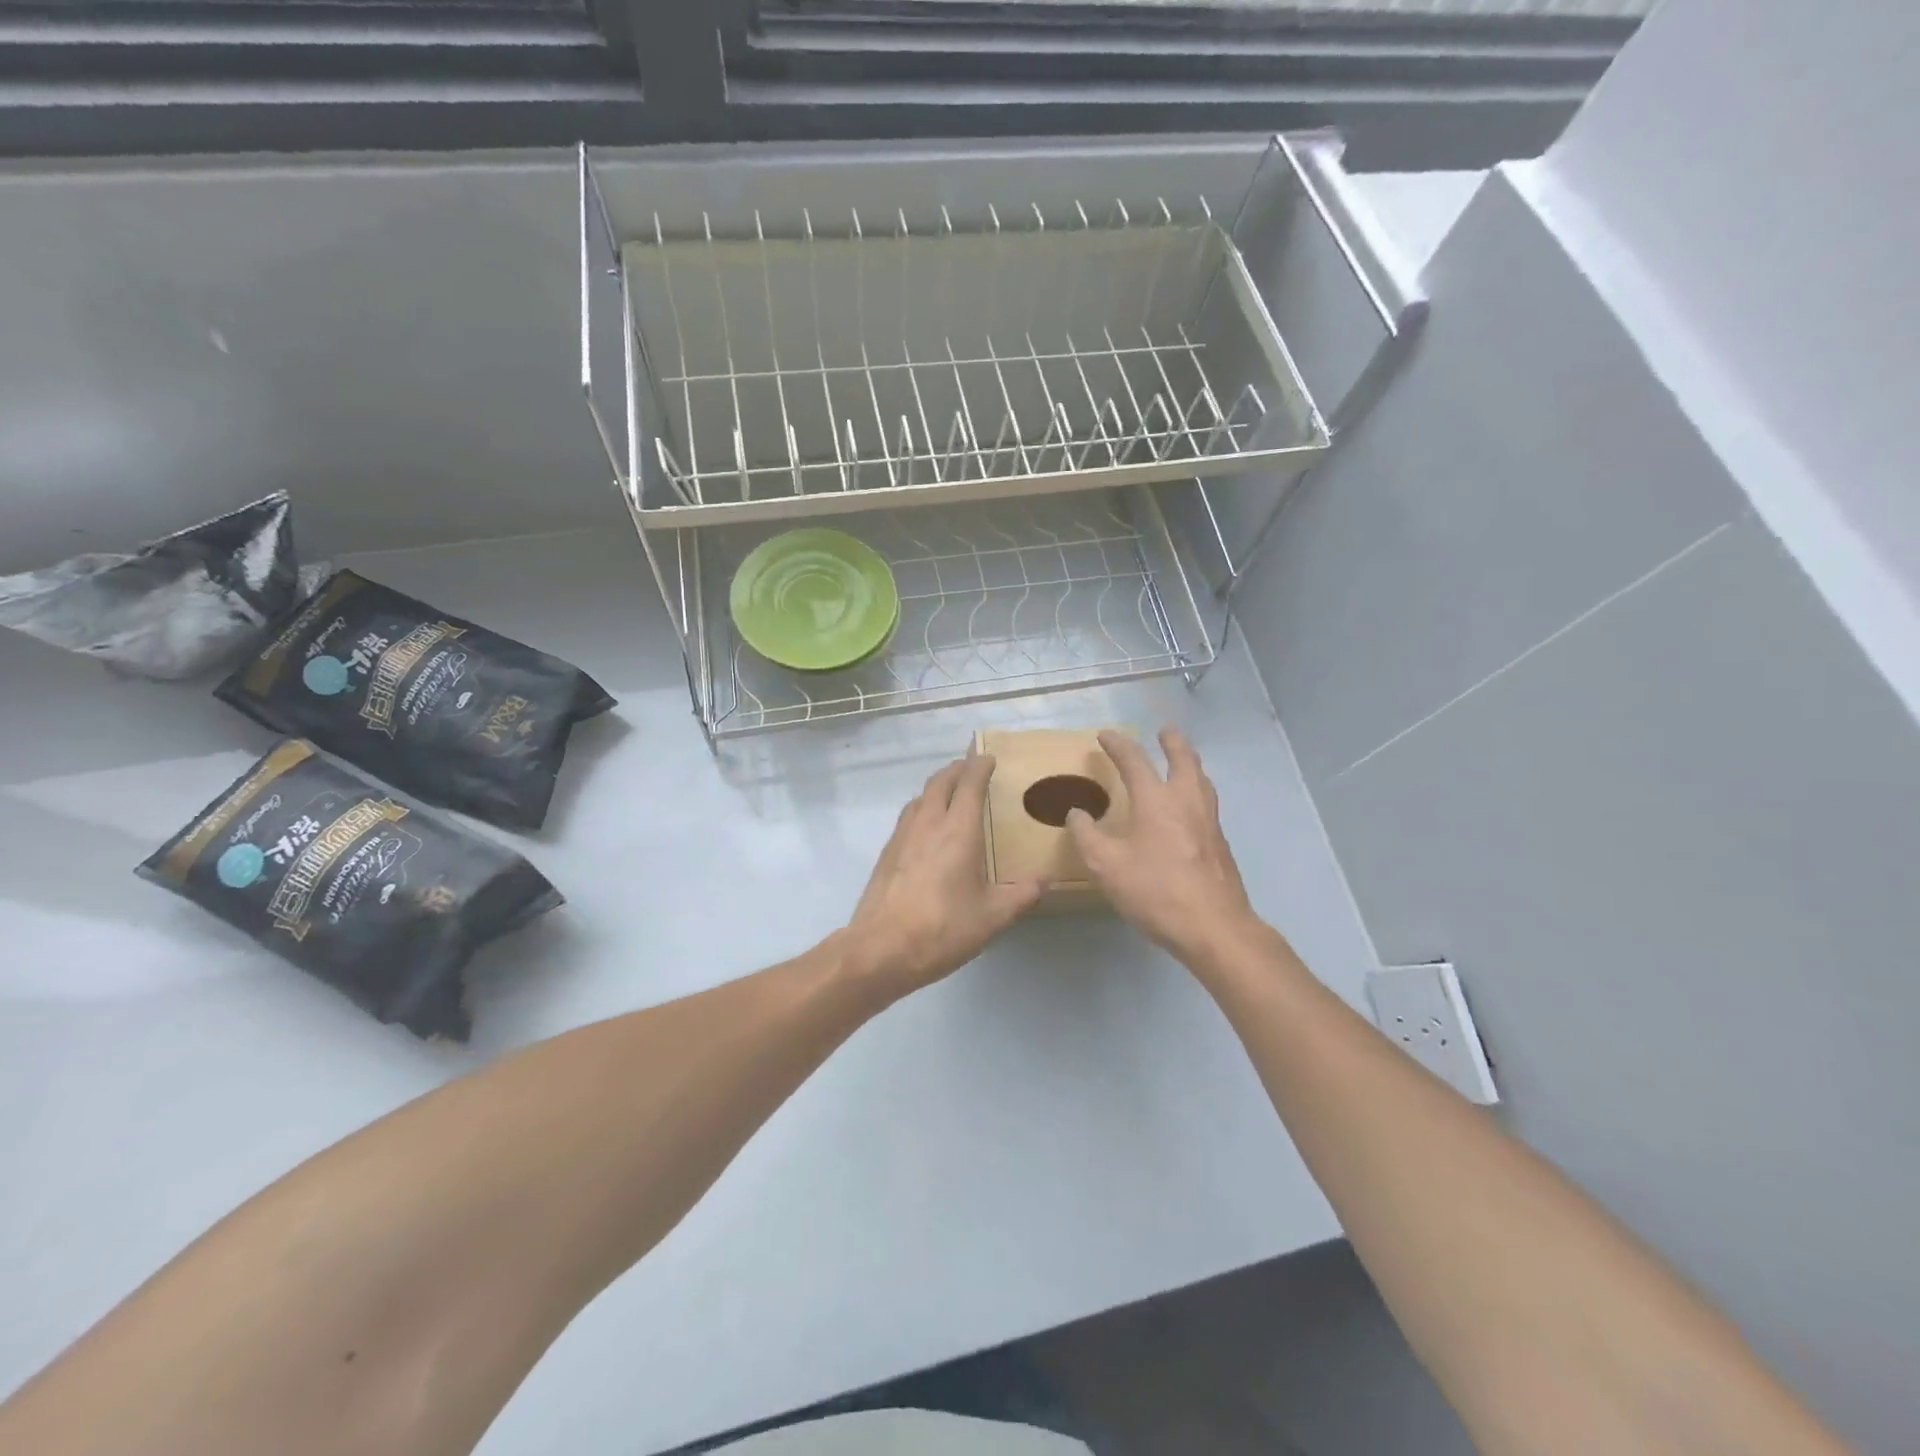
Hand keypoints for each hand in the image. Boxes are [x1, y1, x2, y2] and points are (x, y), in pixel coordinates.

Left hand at [840, 750, 1045, 997]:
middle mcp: (928, 824)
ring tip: (950, 793)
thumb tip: (1046, 881)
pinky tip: (927, 829)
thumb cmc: (942, 928)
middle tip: (970, 768)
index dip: (979, 766)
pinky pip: (908, 817)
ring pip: (920, 797)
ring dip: (937, 787)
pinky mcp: (887, 854)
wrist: (880, 949)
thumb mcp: (992, 917)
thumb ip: (1021, 896)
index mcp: (958, 831)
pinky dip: (922, 808)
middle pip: (940, 782)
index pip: (969, 784)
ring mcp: (902, 837)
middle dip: (956, 769)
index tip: (988, 757)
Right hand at [1067, 728, 1263, 964]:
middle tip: (1165, 731)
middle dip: (1172, 742)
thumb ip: (1087, 835)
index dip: (1118, 745)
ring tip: (1183, 762)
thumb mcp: (1106, 865)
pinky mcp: (1220, 844)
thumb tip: (1077, 813)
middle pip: (1184, 759)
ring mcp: (1209, 822)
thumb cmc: (1155, 891)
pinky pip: (1208, 803)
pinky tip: (1190, 809)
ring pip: (1202, 780)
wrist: (1213, 927)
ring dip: (1190, 764)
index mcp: (1156, 801)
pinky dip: (1197, 791)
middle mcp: (1187, 802)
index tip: (1105, 735)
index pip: (1134, 761)